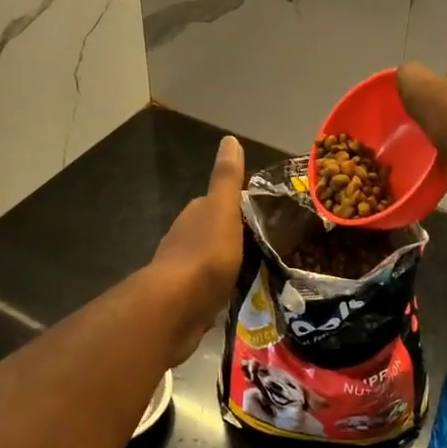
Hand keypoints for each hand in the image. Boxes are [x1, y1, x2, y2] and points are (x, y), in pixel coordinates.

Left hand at [150, 136, 246, 362]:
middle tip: (271, 244)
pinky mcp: (188, 301)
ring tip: (262, 270)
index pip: (219, 203)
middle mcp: (185, 239)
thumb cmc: (205, 254)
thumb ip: (227, 179)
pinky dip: (224, 289)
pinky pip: (211, 290)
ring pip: (213, 262)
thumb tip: (229, 139)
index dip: (240, 206)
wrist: (176, 308)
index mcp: (195, 215)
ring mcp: (184, 272)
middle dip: (237, 236)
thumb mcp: (223, 210)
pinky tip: (242, 296)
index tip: (266, 214)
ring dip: (231, 264)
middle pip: (215, 232)